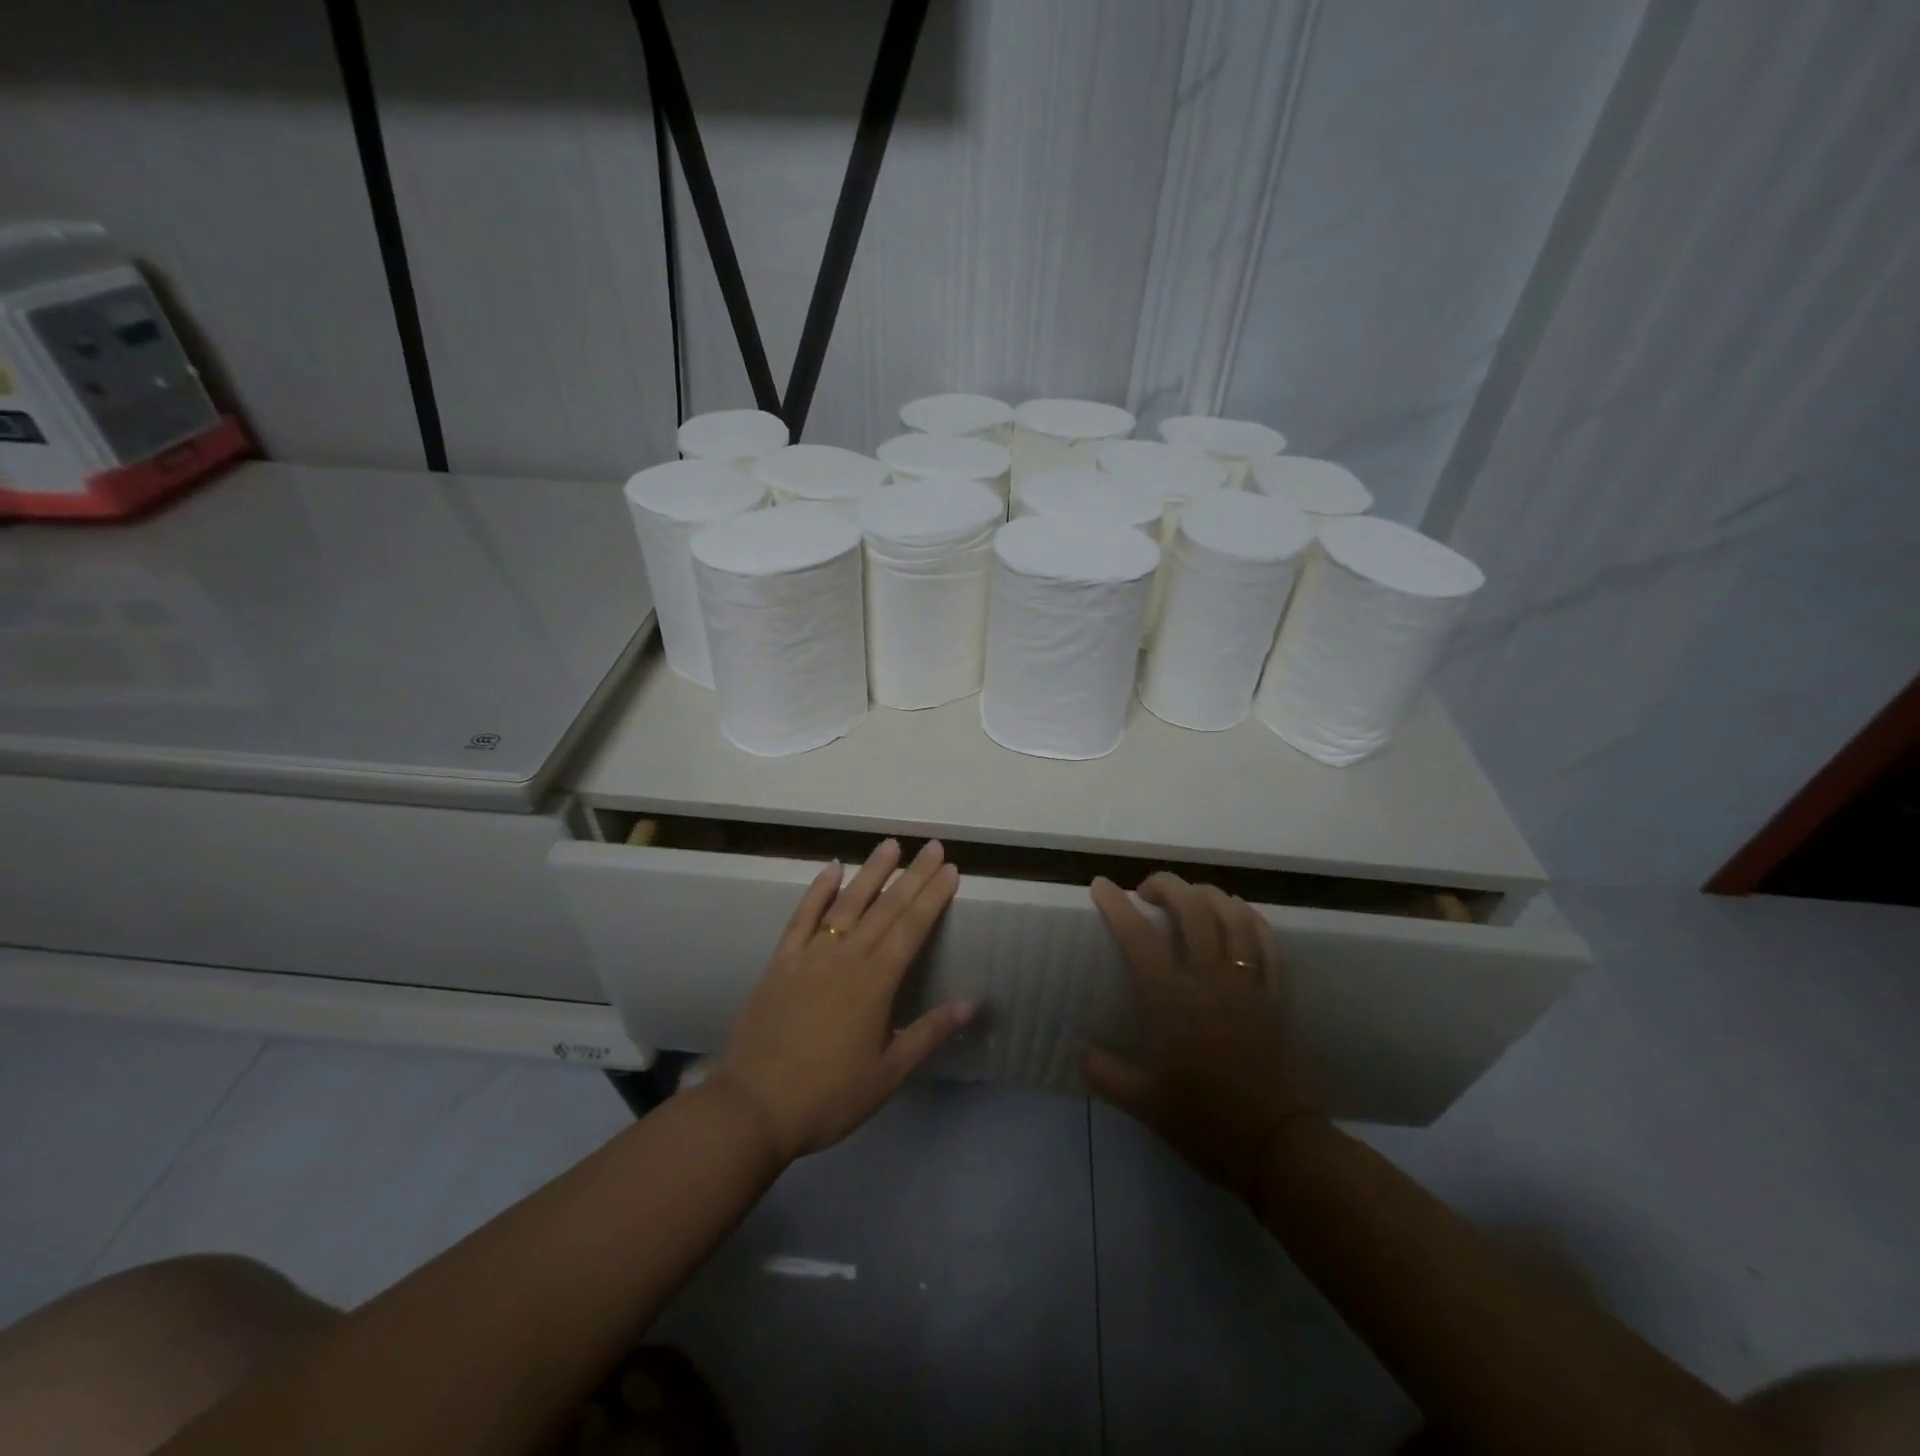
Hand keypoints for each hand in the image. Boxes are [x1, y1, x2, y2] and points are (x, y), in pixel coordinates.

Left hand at [710, 839, 972, 1164]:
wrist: (752, 1107)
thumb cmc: (828, 1096)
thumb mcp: (887, 1074)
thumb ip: (928, 1033)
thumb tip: (971, 1004)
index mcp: (875, 982)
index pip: (912, 928)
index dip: (933, 896)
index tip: (950, 869)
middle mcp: (846, 957)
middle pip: (886, 908)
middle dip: (913, 875)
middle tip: (932, 847)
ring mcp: (810, 955)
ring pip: (847, 903)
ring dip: (871, 872)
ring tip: (890, 845)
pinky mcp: (780, 962)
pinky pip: (802, 917)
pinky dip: (817, 891)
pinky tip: (831, 869)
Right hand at [1084, 873, 1315, 1199]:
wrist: (1276, 1147)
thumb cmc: (1204, 1123)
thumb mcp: (1142, 1103)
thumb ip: (1104, 1072)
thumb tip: (1079, 1050)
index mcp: (1171, 1001)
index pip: (1138, 936)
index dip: (1116, 905)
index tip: (1101, 885)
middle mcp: (1210, 980)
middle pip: (1192, 908)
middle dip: (1166, 886)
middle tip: (1147, 891)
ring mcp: (1248, 984)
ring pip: (1232, 915)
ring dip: (1208, 894)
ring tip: (1191, 896)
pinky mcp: (1276, 995)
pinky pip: (1266, 942)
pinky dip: (1250, 918)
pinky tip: (1238, 913)